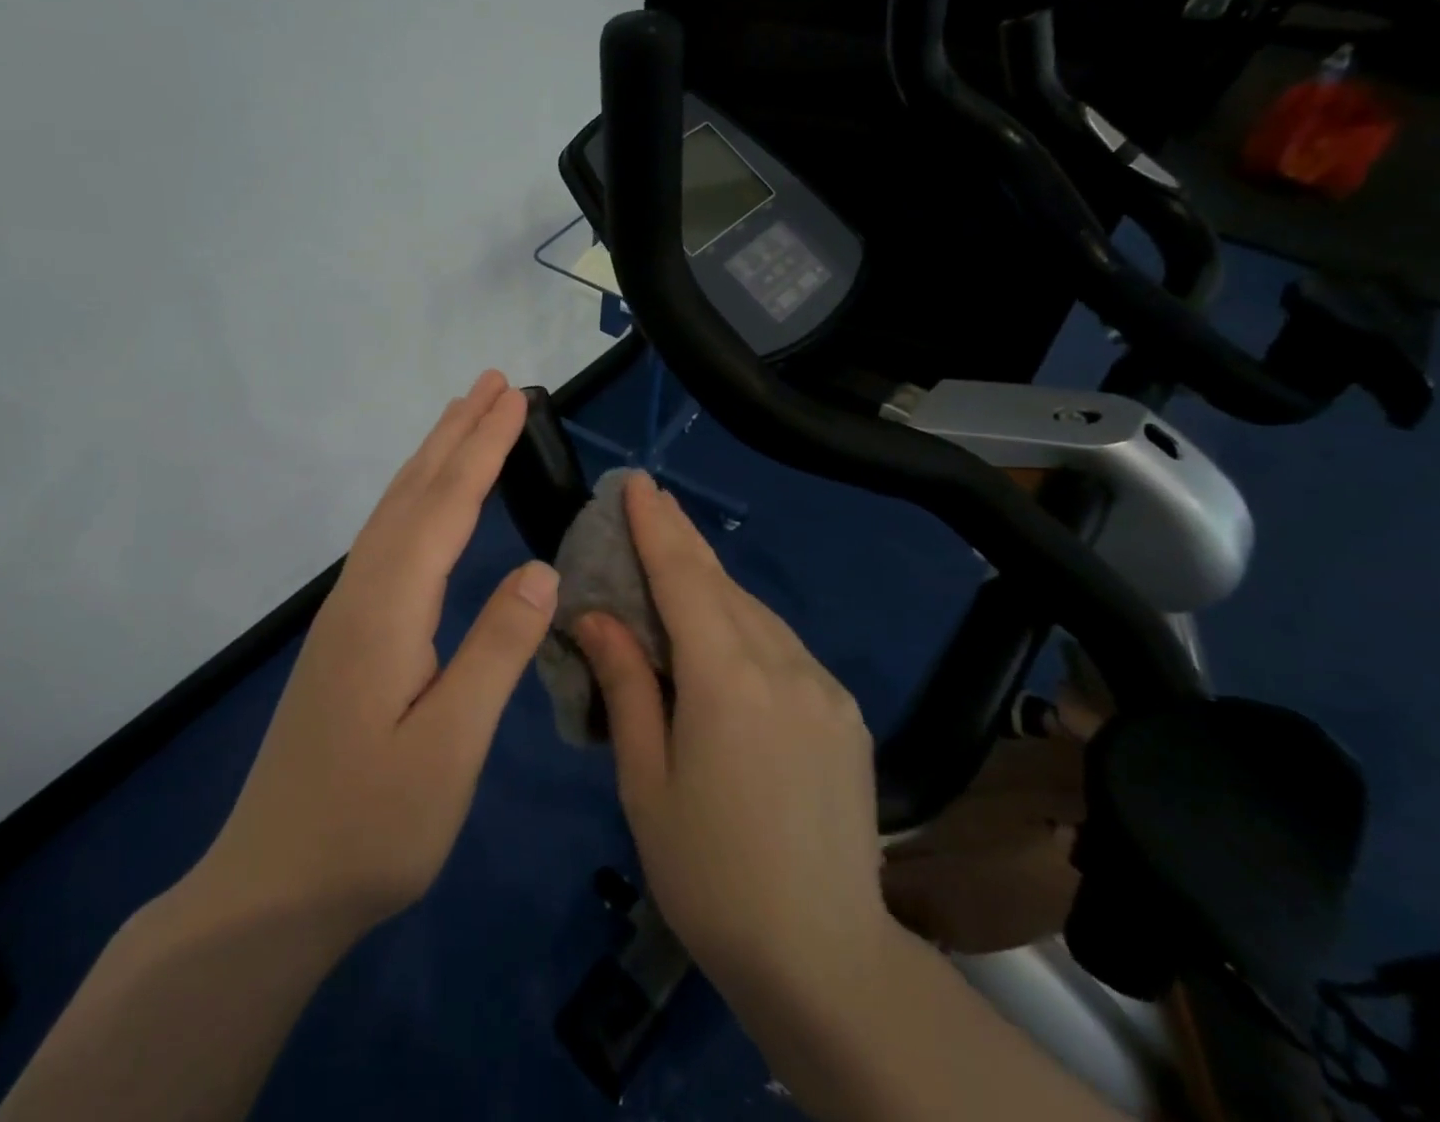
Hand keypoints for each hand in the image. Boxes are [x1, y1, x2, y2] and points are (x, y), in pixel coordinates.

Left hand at [189, 369, 558, 946]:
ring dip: (433, 457)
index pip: (445, 506)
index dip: (483, 448)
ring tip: (466, 419)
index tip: (514, 398)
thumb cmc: (371, 826)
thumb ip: (496, 650)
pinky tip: (428, 502)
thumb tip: (540, 568)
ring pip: (394, 512)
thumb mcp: (450, 747)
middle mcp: (361, 593)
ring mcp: (346, 612)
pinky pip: (387, 539)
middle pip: (412, 492)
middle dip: (456, 432)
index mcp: (387, 610)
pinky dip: (416, 498)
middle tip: (494, 382)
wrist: (274, 887)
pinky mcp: (347, 634)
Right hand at [574, 472, 891, 1023]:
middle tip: (651, 501)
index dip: (657, 527)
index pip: (684, 579)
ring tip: (676, 561)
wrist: (824, 956)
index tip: (638, 483)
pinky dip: (744, 623)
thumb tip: (596, 616)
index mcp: (727, 680)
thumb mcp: (647, 781)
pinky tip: (724, 631)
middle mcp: (782, 664)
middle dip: (683, 538)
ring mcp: (823, 685)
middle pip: (722, 584)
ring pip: (755, 611)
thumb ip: (627, 685)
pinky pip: (783, 645)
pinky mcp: (843, 710)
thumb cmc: (710, 874)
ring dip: (712, 582)